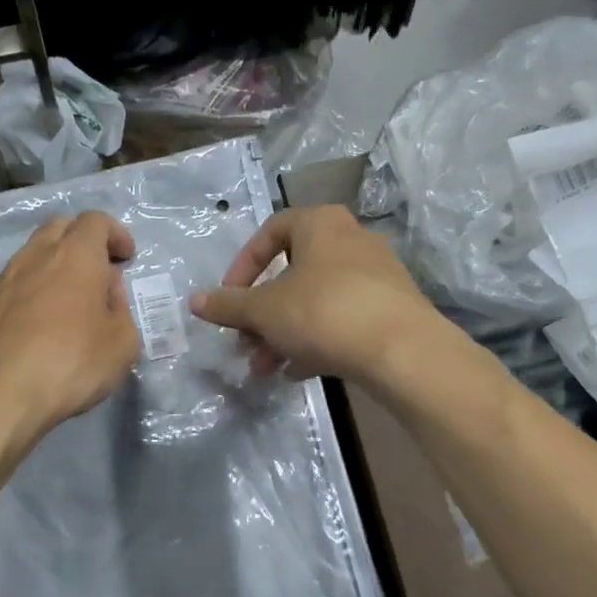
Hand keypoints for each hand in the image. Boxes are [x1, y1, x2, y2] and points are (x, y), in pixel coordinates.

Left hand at [0, 211, 141, 456]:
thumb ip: (121, 309)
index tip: (127, 258)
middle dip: (84, 240)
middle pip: (61, 227)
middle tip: (100, 271)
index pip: (96, 221)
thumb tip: (106, 291)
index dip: (116, 234)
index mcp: (76, 255)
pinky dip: (35, 287)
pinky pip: (17, 281)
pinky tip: (42, 321)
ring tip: (71, 299)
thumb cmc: (70, 363)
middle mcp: (37, 256)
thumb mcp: (122, 343)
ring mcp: (5, 278)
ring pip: (34, 252)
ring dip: (57, 264)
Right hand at [189, 205, 445, 387]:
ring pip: (314, 301)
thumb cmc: (324, 312)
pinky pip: (341, 319)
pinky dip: (315, 341)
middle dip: (261, 314)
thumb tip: (194, 301)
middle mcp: (350, 240)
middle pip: (292, 273)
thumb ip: (228, 305)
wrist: (402, 350)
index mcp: (320, 224)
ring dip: (282, 334)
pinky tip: (298, 372)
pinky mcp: (390, 309)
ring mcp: (375, 275)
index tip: (229, 300)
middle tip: (244, 344)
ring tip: (264, 369)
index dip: (242, 267)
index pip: (270, 232)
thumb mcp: (265, 310)